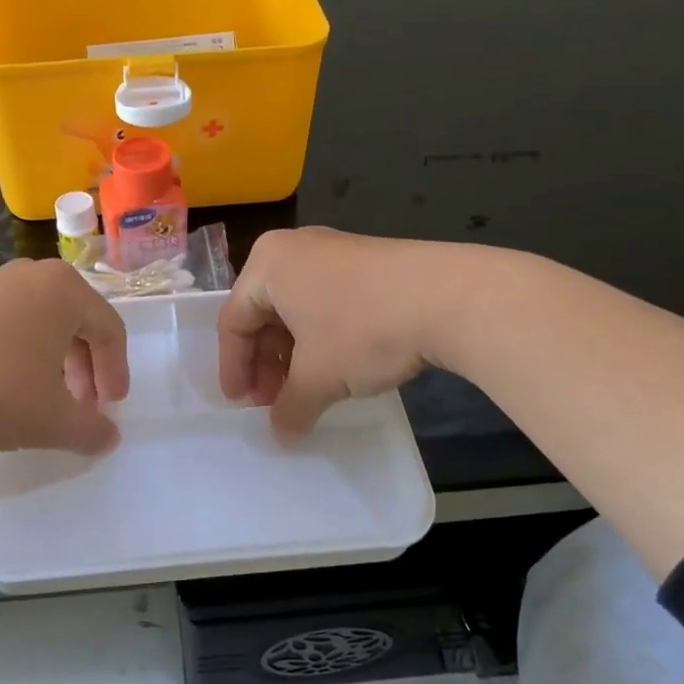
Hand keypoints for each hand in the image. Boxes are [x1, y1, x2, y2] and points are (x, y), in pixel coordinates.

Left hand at [0, 258, 129, 455]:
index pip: (109, 329)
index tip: (111, 408)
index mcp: (64, 291)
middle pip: (77, 322)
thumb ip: (91, 430)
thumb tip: (109, 436)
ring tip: (45, 400)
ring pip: (42, 324)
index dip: (116, 372)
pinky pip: (9, 324)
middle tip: (82, 406)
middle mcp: (32, 276)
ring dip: (54, 363)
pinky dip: (21, 355)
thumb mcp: (51, 420)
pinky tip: (4, 387)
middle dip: (85, 368)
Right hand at [218, 227, 473, 438]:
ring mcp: (333, 251)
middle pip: (264, 313)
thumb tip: (281, 434)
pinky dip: (320, 339)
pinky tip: (335, 369)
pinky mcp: (366, 262)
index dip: (233, 368)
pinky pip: (325, 302)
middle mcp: (294, 248)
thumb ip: (290, 407)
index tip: (241, 405)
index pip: (233, 321)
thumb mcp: (318, 377)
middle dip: (266, 363)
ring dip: (293, 355)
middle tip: (273, 402)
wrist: (450, 297)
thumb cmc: (363, 330)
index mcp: (268, 263)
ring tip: (304, 391)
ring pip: (296, 310)